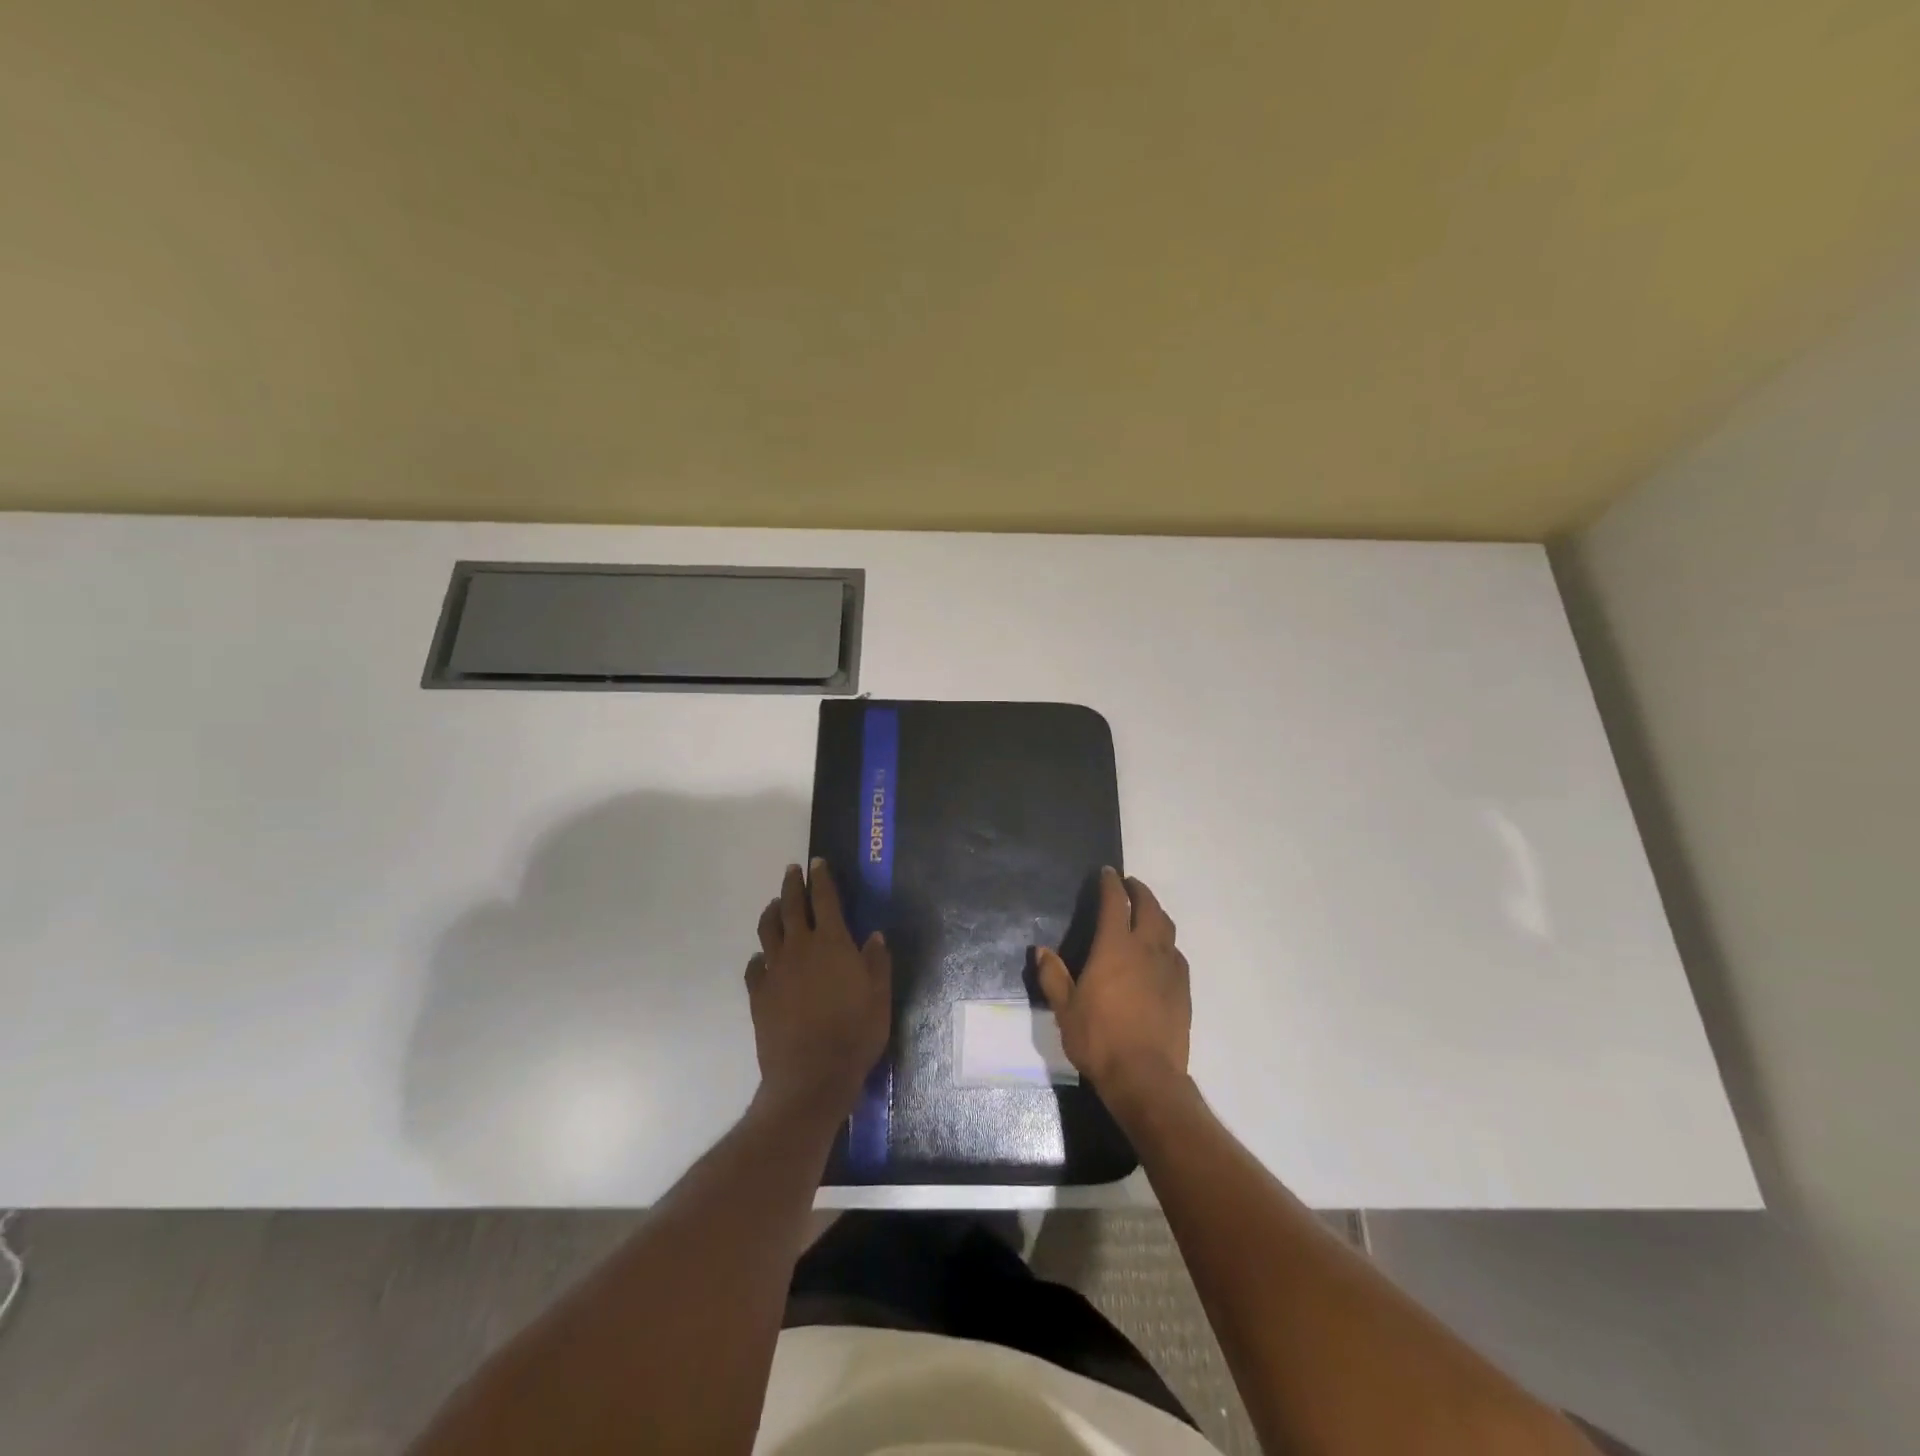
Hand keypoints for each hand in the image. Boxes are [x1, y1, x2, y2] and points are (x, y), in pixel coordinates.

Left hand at [745, 859, 890, 1120]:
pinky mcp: (759, 994)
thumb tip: (873, 935)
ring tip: (774, 904)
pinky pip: (755, 966)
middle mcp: (800, 947)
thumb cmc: (855, 1033)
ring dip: (771, 912)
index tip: (817, 863)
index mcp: (832, 942)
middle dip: (792, 885)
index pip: (824, 899)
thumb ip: (876, 961)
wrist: (811, 1075)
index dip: (821, 878)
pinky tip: (762, 958)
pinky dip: (759, 956)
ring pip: (768, 930)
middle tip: (793, 871)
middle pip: (791, 906)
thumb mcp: (879, 995)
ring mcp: (775, 969)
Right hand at [1036, 868, 1190, 1112]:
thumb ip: (1053, 976)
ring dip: (1156, 912)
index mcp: (1115, 947)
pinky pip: (1176, 954)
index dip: (1111, 884)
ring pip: (1167, 928)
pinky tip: (1161, 953)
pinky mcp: (1183, 990)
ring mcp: (1169, 969)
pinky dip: (1167, 943)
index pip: (1115, 903)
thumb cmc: (1099, 1039)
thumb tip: (1041, 951)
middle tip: (1129, 885)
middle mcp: (1146, 950)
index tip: (1107, 873)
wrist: (1146, 1077)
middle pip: (1148, 907)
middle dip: (1139, 891)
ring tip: (1146, 912)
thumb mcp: (1065, 1009)